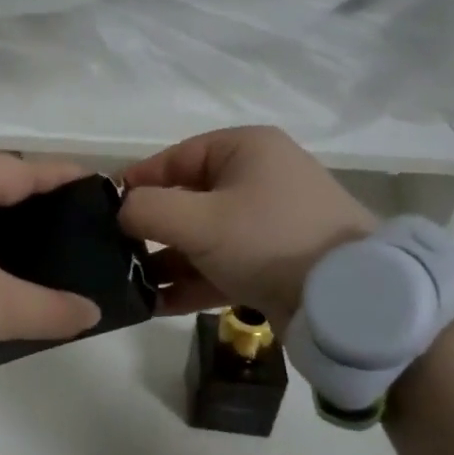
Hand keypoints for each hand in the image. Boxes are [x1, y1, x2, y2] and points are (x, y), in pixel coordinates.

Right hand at [119, 126, 375, 330]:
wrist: (349, 300)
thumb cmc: (268, 241)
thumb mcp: (198, 220)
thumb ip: (147, 209)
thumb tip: (120, 211)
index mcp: (245, 150)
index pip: (175, 157)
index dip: (137, 182)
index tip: (104, 210)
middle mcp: (258, 178)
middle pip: (187, 199)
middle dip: (150, 229)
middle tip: (114, 253)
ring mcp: (268, 222)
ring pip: (202, 236)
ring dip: (166, 260)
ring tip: (129, 284)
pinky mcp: (274, 261)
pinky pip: (222, 264)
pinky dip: (191, 281)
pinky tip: (155, 304)